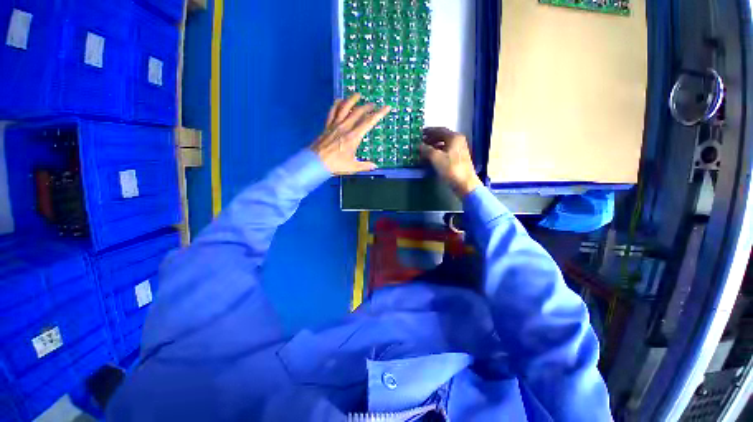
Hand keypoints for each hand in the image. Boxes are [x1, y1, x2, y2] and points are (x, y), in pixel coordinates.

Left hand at [311, 93, 390, 174]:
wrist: (315, 162)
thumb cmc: (335, 165)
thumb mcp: (352, 167)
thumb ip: (365, 166)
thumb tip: (375, 166)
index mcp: (353, 137)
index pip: (368, 122)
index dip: (379, 114)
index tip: (386, 107)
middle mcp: (345, 127)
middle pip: (358, 112)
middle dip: (367, 106)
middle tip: (373, 104)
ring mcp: (335, 124)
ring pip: (344, 107)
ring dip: (352, 99)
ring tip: (358, 95)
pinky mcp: (327, 125)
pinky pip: (332, 111)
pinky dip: (337, 104)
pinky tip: (340, 100)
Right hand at [420, 127, 481, 196]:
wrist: (464, 183)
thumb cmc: (450, 168)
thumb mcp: (436, 158)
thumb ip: (426, 149)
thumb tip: (419, 145)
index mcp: (454, 137)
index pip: (439, 130)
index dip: (428, 131)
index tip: (419, 133)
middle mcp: (458, 141)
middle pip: (442, 136)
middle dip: (430, 139)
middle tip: (420, 142)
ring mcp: (459, 150)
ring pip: (444, 144)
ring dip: (433, 146)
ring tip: (424, 150)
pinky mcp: (458, 158)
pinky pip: (445, 151)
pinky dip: (437, 152)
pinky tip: (431, 157)